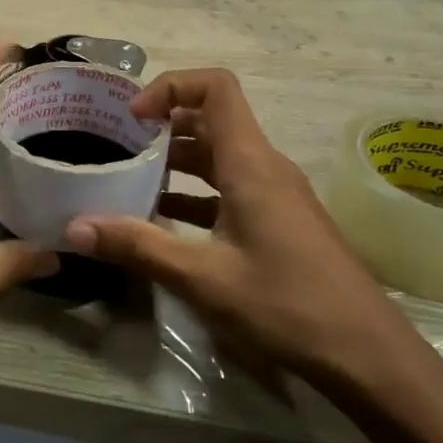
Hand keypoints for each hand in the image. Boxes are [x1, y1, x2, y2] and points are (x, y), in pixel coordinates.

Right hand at [65, 68, 409, 386]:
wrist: (368, 355)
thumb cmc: (287, 305)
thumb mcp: (203, 277)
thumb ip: (138, 246)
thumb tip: (75, 228)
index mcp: (250, 163)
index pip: (215, 87)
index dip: (171, 87)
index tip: (133, 118)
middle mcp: (264, 166)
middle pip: (212, 119)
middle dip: (163, 125)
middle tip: (118, 146)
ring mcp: (275, 194)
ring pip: (219, 155)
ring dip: (177, 160)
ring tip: (130, 179)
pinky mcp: (278, 220)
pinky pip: (230, 187)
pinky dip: (195, 192)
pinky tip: (164, 220)